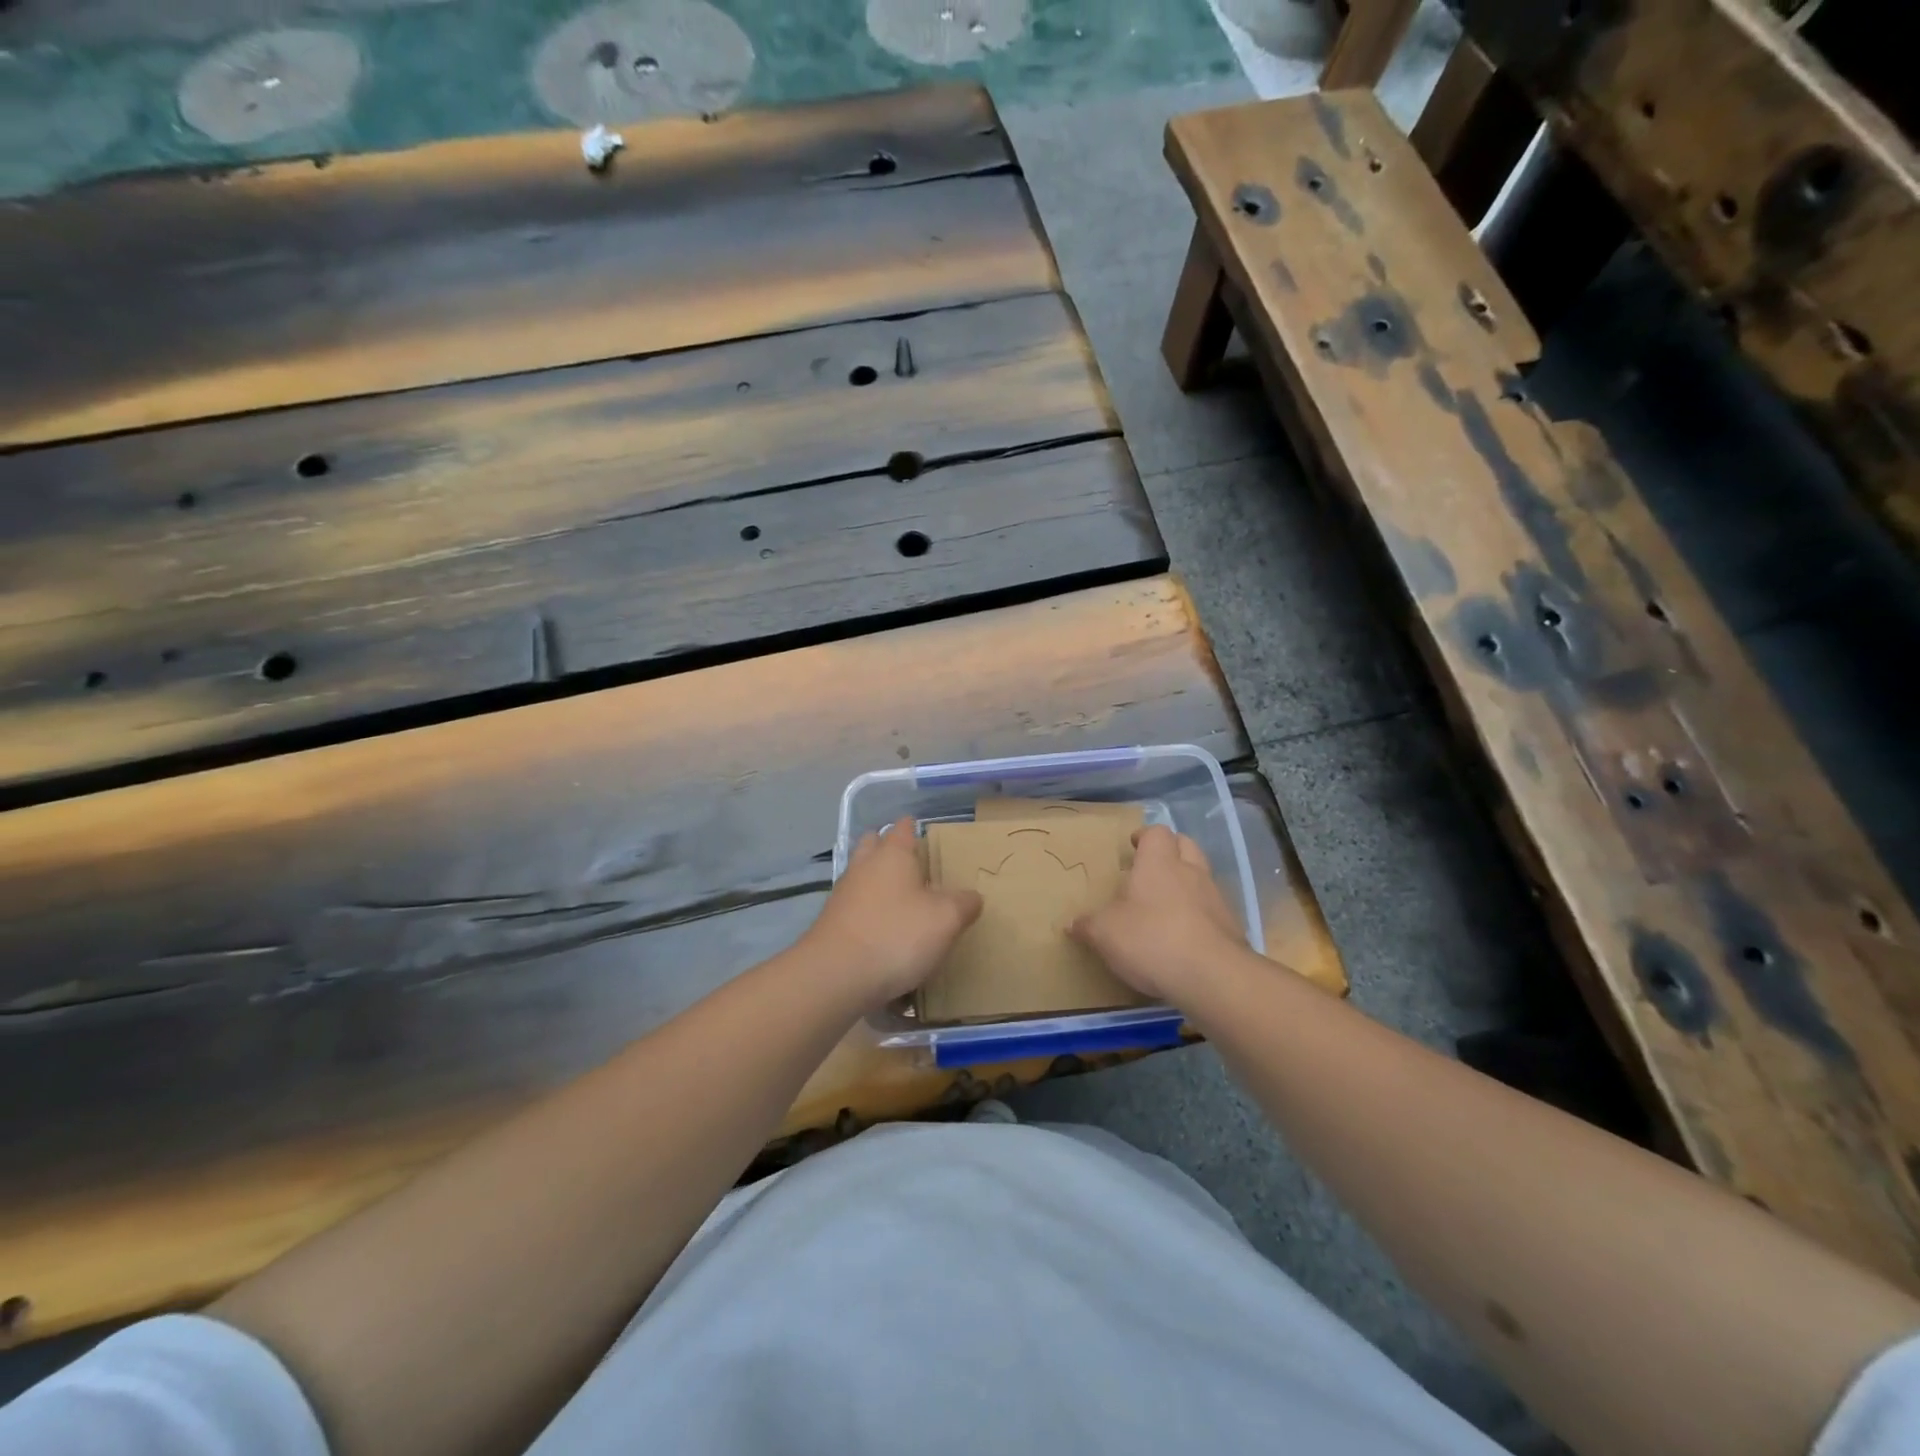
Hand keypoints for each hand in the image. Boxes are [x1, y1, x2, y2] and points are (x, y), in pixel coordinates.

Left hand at [802, 817, 982, 1008]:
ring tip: (902, 900)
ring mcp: (844, 894)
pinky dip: (868, 911)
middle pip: (874, 845)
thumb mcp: (946, 920)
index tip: (925, 832)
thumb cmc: (896, 935)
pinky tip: (883, 931)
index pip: (903, 828)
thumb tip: (972, 897)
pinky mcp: (833, 923)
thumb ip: (964, 903)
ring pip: (862, 876)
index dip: (913, 827)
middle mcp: (864, 866)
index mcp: (893, 854)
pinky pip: (854, 906)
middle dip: (889, 849)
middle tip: (913, 865)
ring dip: (877, 881)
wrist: (835, 976)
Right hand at [1069, 825, 1244, 1003]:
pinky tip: (1184, 936)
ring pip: (1202, 877)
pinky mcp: (1230, 927)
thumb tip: (1072, 924)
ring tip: (1166, 906)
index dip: (1144, 837)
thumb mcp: (1105, 933)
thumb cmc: (1151, 938)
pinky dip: (1199, 915)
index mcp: (1158, 863)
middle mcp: (1190, 872)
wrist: (1212, 976)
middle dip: (1170, 851)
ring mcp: (1215, 898)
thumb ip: (1088, 925)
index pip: (1156, 833)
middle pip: (1186, 845)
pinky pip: (1212, 909)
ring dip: (1187, 884)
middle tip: (1150, 869)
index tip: (1133, 847)